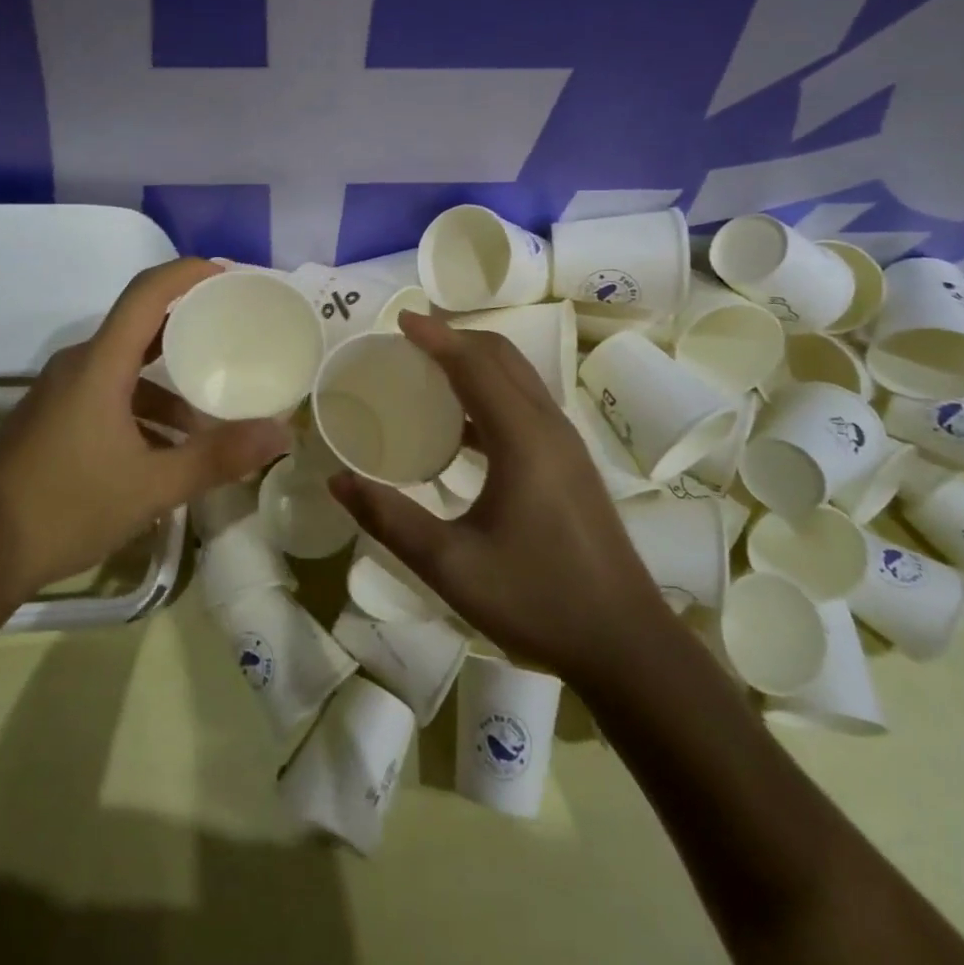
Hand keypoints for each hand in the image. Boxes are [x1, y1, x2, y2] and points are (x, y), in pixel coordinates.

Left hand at [0, 258, 290, 596]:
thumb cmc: (65, 507)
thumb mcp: (152, 486)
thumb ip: (218, 457)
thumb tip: (281, 434)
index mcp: (100, 364)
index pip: (148, 292)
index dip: (189, 273)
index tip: (231, 276)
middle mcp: (80, 365)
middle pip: (142, 325)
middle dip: (191, 326)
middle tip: (237, 334)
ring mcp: (63, 392)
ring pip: (127, 367)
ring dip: (170, 383)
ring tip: (212, 414)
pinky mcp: (55, 418)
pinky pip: (110, 394)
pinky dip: (146, 409)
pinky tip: (169, 450)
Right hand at [329, 311, 668, 680]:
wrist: (626, 645)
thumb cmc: (537, 600)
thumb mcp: (451, 566)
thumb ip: (390, 520)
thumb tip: (337, 481)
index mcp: (522, 438)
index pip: (474, 364)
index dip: (435, 336)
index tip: (398, 320)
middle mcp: (548, 426)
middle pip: (501, 358)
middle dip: (455, 339)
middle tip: (407, 343)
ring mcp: (565, 444)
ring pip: (517, 379)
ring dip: (475, 363)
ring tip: (427, 372)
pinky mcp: (570, 464)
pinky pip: (525, 405)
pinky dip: (490, 393)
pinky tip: (460, 429)